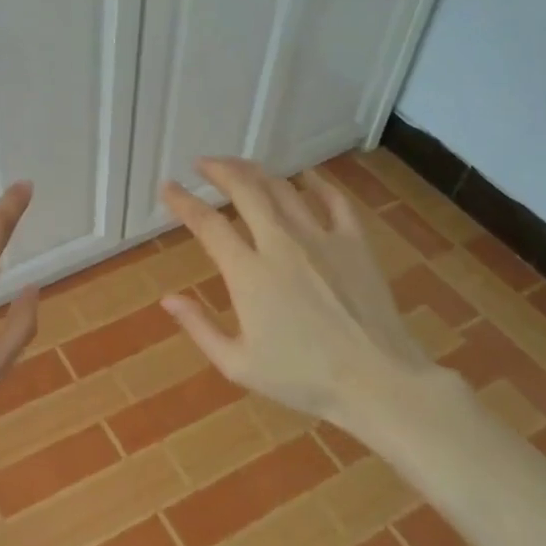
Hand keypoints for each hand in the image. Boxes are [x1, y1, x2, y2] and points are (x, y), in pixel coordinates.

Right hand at [158, 158, 439, 424]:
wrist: (377, 381)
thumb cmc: (302, 378)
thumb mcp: (237, 364)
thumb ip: (199, 327)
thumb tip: (168, 299)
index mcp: (248, 274)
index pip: (208, 224)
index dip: (183, 202)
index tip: (168, 187)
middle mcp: (281, 244)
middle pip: (245, 190)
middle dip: (219, 170)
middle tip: (204, 163)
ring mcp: (321, 238)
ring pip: (283, 189)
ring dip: (257, 172)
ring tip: (241, 167)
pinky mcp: (354, 243)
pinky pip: (333, 200)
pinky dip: (316, 183)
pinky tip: (305, 176)